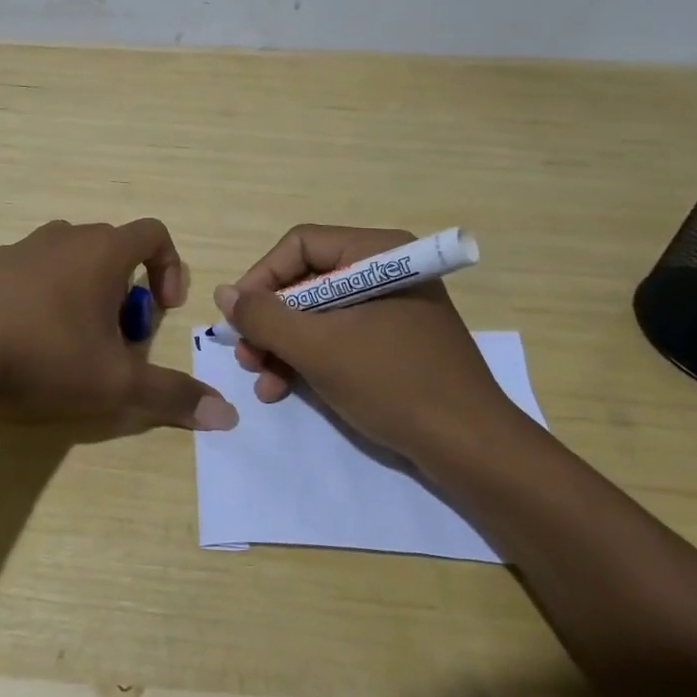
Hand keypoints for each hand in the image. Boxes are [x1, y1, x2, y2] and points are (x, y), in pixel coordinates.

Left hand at [0, 219, 237, 430]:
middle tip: (117, 339)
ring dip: (85, 291)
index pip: (154, 234)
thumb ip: (172, 395)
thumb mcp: (116, 383)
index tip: (163, 310)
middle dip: (126, 291)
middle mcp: (66, 236)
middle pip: (113, 250)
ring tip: (73, 340)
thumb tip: (226, 414)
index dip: (170, 267)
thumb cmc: (47, 355)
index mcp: (103, 250)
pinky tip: (28, 338)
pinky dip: (44, 295)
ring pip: (71, 259)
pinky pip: (33, 270)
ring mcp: (23, 247)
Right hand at [212, 224, 522, 458]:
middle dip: (271, 321)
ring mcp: (393, 308)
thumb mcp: (318, 349)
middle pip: (307, 281)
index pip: (300, 246)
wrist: (473, 450)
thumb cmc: (394, 384)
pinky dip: (310, 358)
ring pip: (319, 313)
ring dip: (284, 345)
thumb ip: (265, 316)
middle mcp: (385, 270)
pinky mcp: (396, 342)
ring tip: (261, 381)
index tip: (236, 317)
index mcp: (377, 253)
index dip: (261, 278)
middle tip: (246, 356)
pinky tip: (285, 388)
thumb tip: (223, 293)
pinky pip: (341, 336)